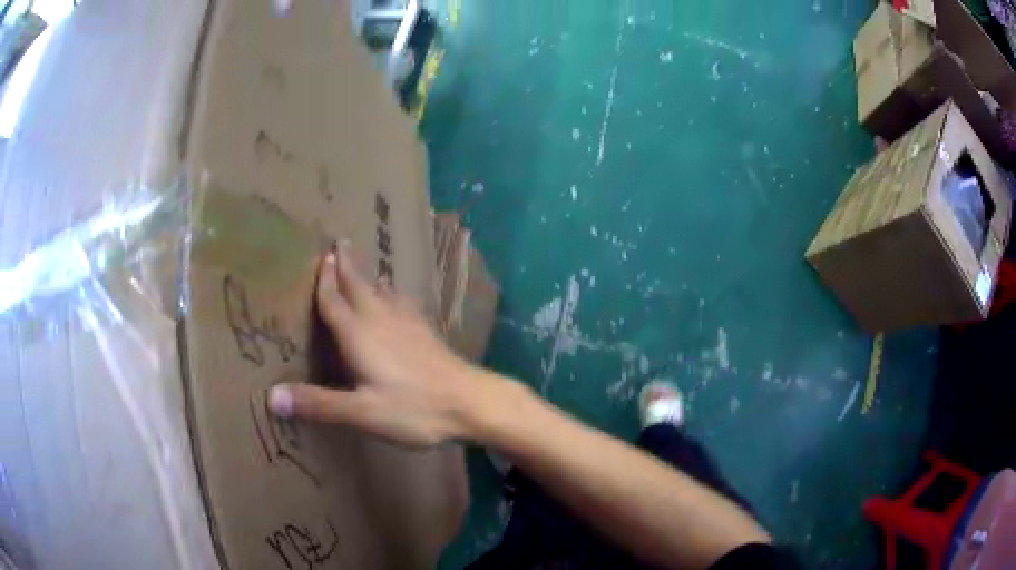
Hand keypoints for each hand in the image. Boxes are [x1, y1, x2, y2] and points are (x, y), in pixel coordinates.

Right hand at [268, 245, 481, 447]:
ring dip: (368, 277)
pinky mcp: (426, 332)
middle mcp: (382, 320)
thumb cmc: (414, 408)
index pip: (334, 300)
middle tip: (338, 244)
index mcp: (360, 334)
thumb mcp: (362, 412)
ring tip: (363, 268)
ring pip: (382, 292)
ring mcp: (408, 323)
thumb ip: (318, 404)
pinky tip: (397, 299)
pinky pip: (402, 303)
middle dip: (346, 266)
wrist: (471, 402)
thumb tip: (271, 397)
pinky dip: (391, 294)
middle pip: (359, 286)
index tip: (320, 255)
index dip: (324, 280)